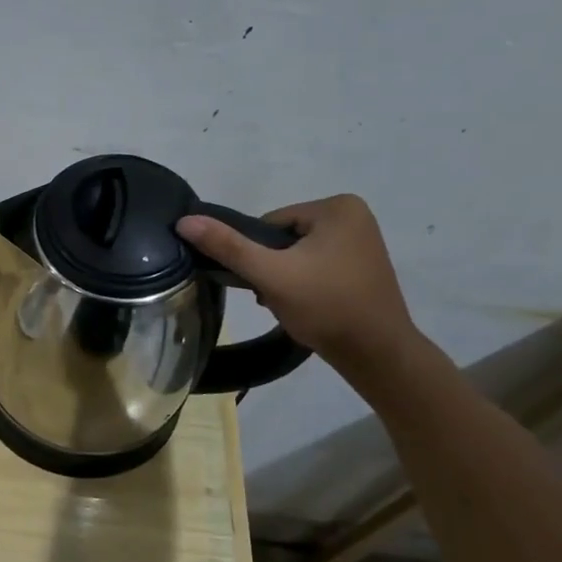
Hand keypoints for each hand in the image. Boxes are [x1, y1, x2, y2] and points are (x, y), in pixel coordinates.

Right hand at [177, 194, 419, 372]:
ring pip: (296, 254)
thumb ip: (227, 246)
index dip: (258, 254)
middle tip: (275, 296)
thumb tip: (184, 221)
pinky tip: (306, 306)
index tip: (265, 281)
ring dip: (284, 278)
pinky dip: (303, 284)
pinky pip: (315, 266)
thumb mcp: (270, 274)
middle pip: (282, 238)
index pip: (269, 223)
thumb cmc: (326, 307)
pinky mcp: (361, 266)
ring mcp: (361, 241)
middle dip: (271, 267)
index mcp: (337, 207)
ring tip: (290, 304)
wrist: (377, 354)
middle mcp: (354, 215)